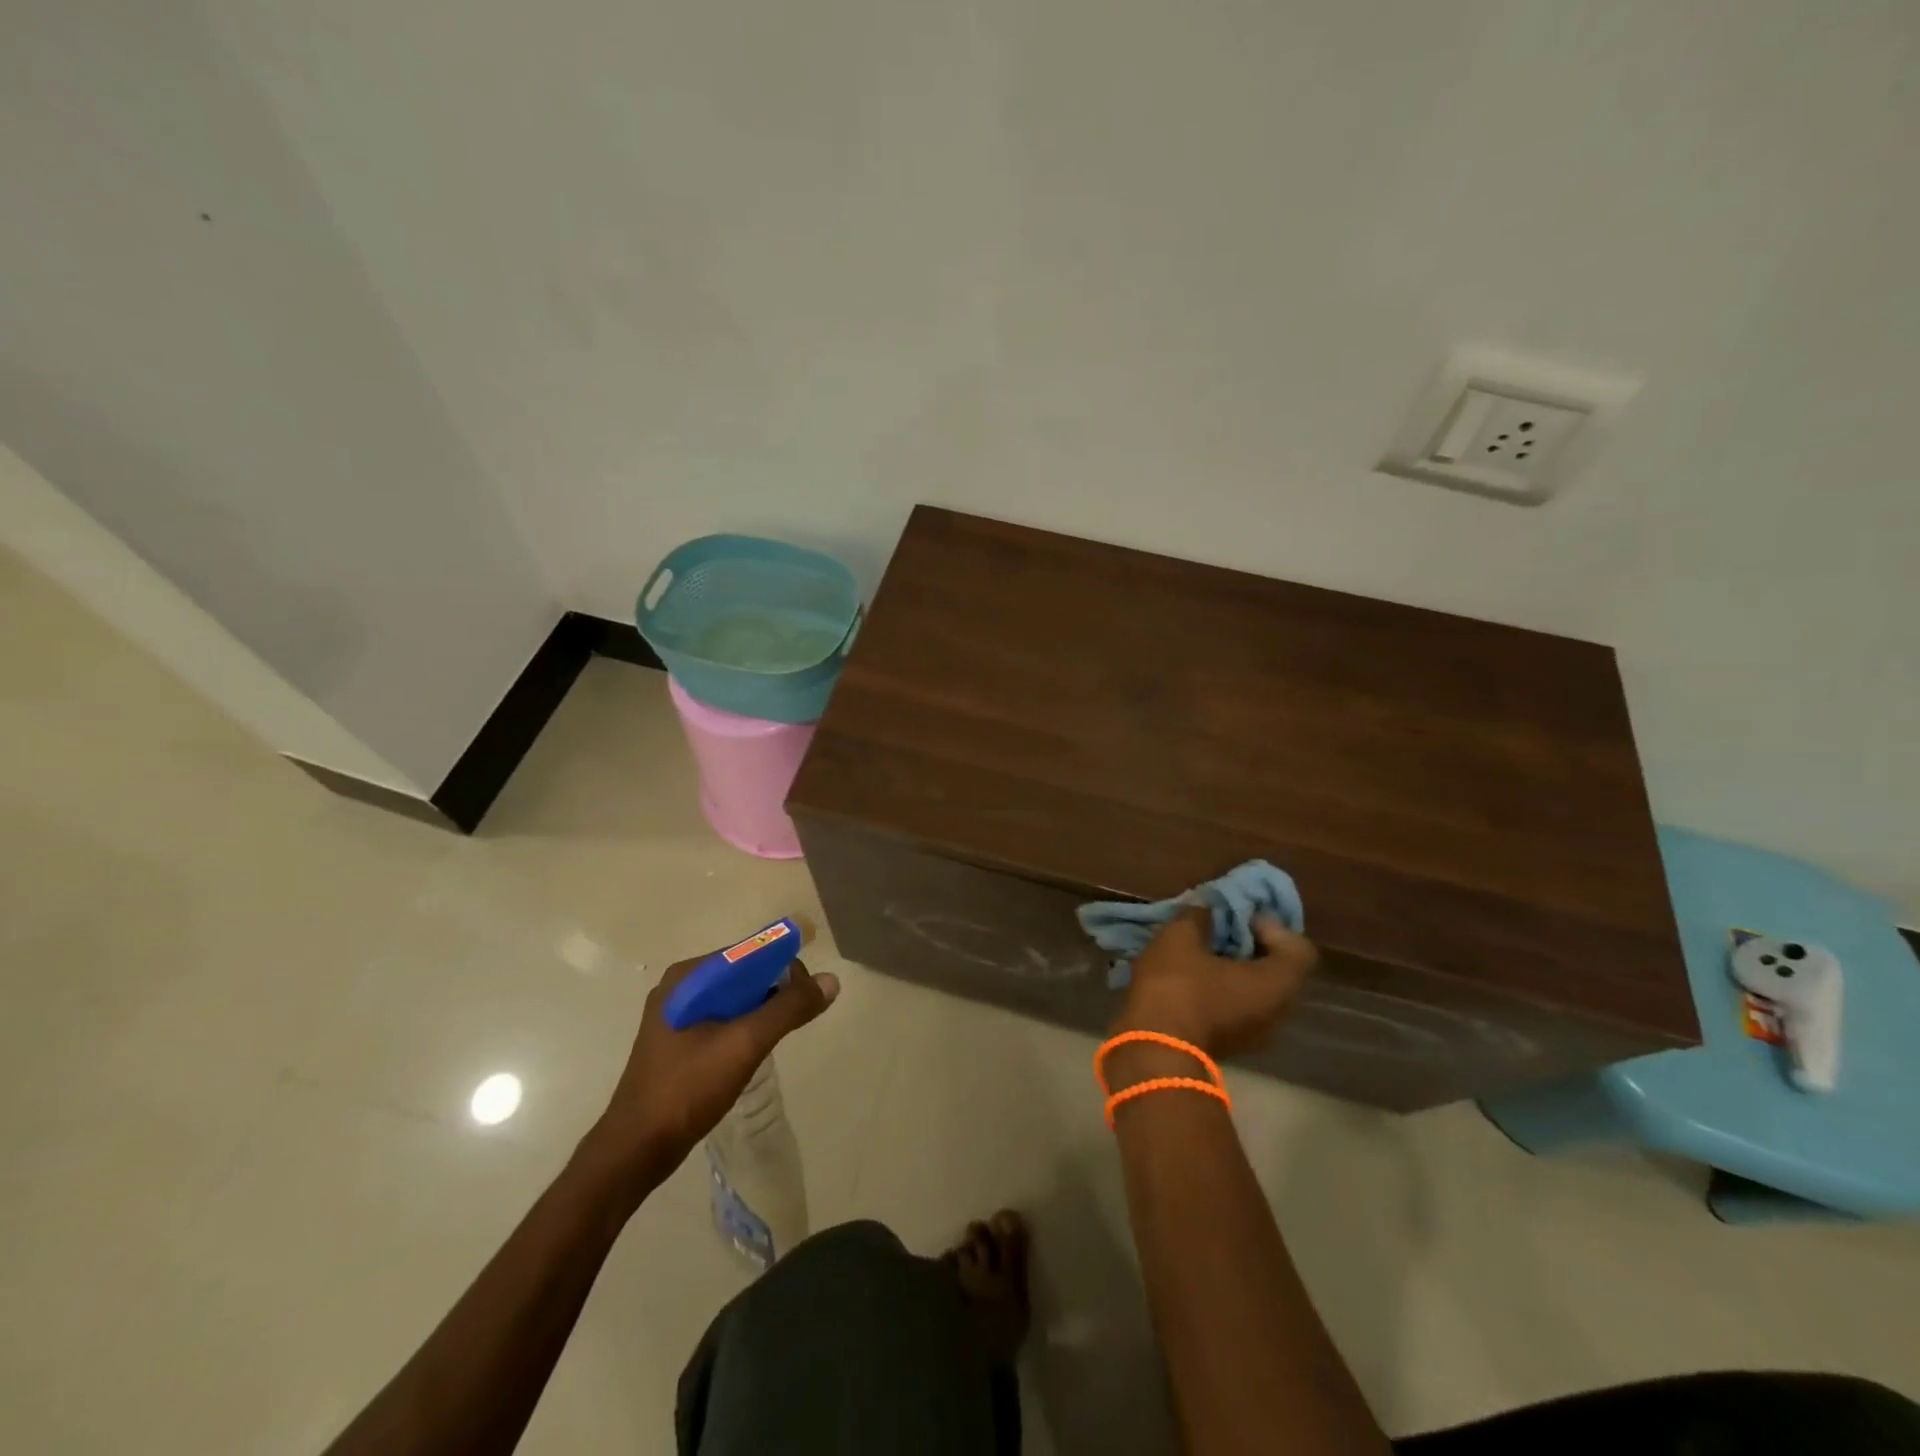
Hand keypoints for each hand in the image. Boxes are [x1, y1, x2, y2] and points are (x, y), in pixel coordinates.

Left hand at [587, 950, 839, 1179]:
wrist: (634, 1151)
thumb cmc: (687, 1089)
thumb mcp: (744, 1044)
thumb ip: (788, 1009)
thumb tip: (830, 980)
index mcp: (688, 977)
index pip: (749, 952)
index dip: (784, 964)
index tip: (810, 992)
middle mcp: (680, 988)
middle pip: (743, 973)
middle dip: (775, 988)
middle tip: (798, 1017)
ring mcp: (675, 1016)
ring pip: (734, 998)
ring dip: (762, 1009)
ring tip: (781, 1034)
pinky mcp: (676, 1042)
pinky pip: (722, 1019)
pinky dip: (745, 1025)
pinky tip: (755, 1049)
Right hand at [1112, 907, 1316, 1060]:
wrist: (1152, 1051)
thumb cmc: (1177, 988)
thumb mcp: (1180, 937)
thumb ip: (1198, 916)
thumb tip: (1206, 907)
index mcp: (1276, 985)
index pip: (1299, 948)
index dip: (1272, 926)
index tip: (1239, 917)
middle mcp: (1276, 1013)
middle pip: (1275, 970)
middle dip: (1248, 945)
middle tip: (1217, 930)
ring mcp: (1253, 1035)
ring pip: (1253, 991)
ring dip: (1230, 969)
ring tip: (1198, 952)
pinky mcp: (1229, 1046)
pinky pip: (1235, 1008)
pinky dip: (1219, 990)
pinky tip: (1187, 978)